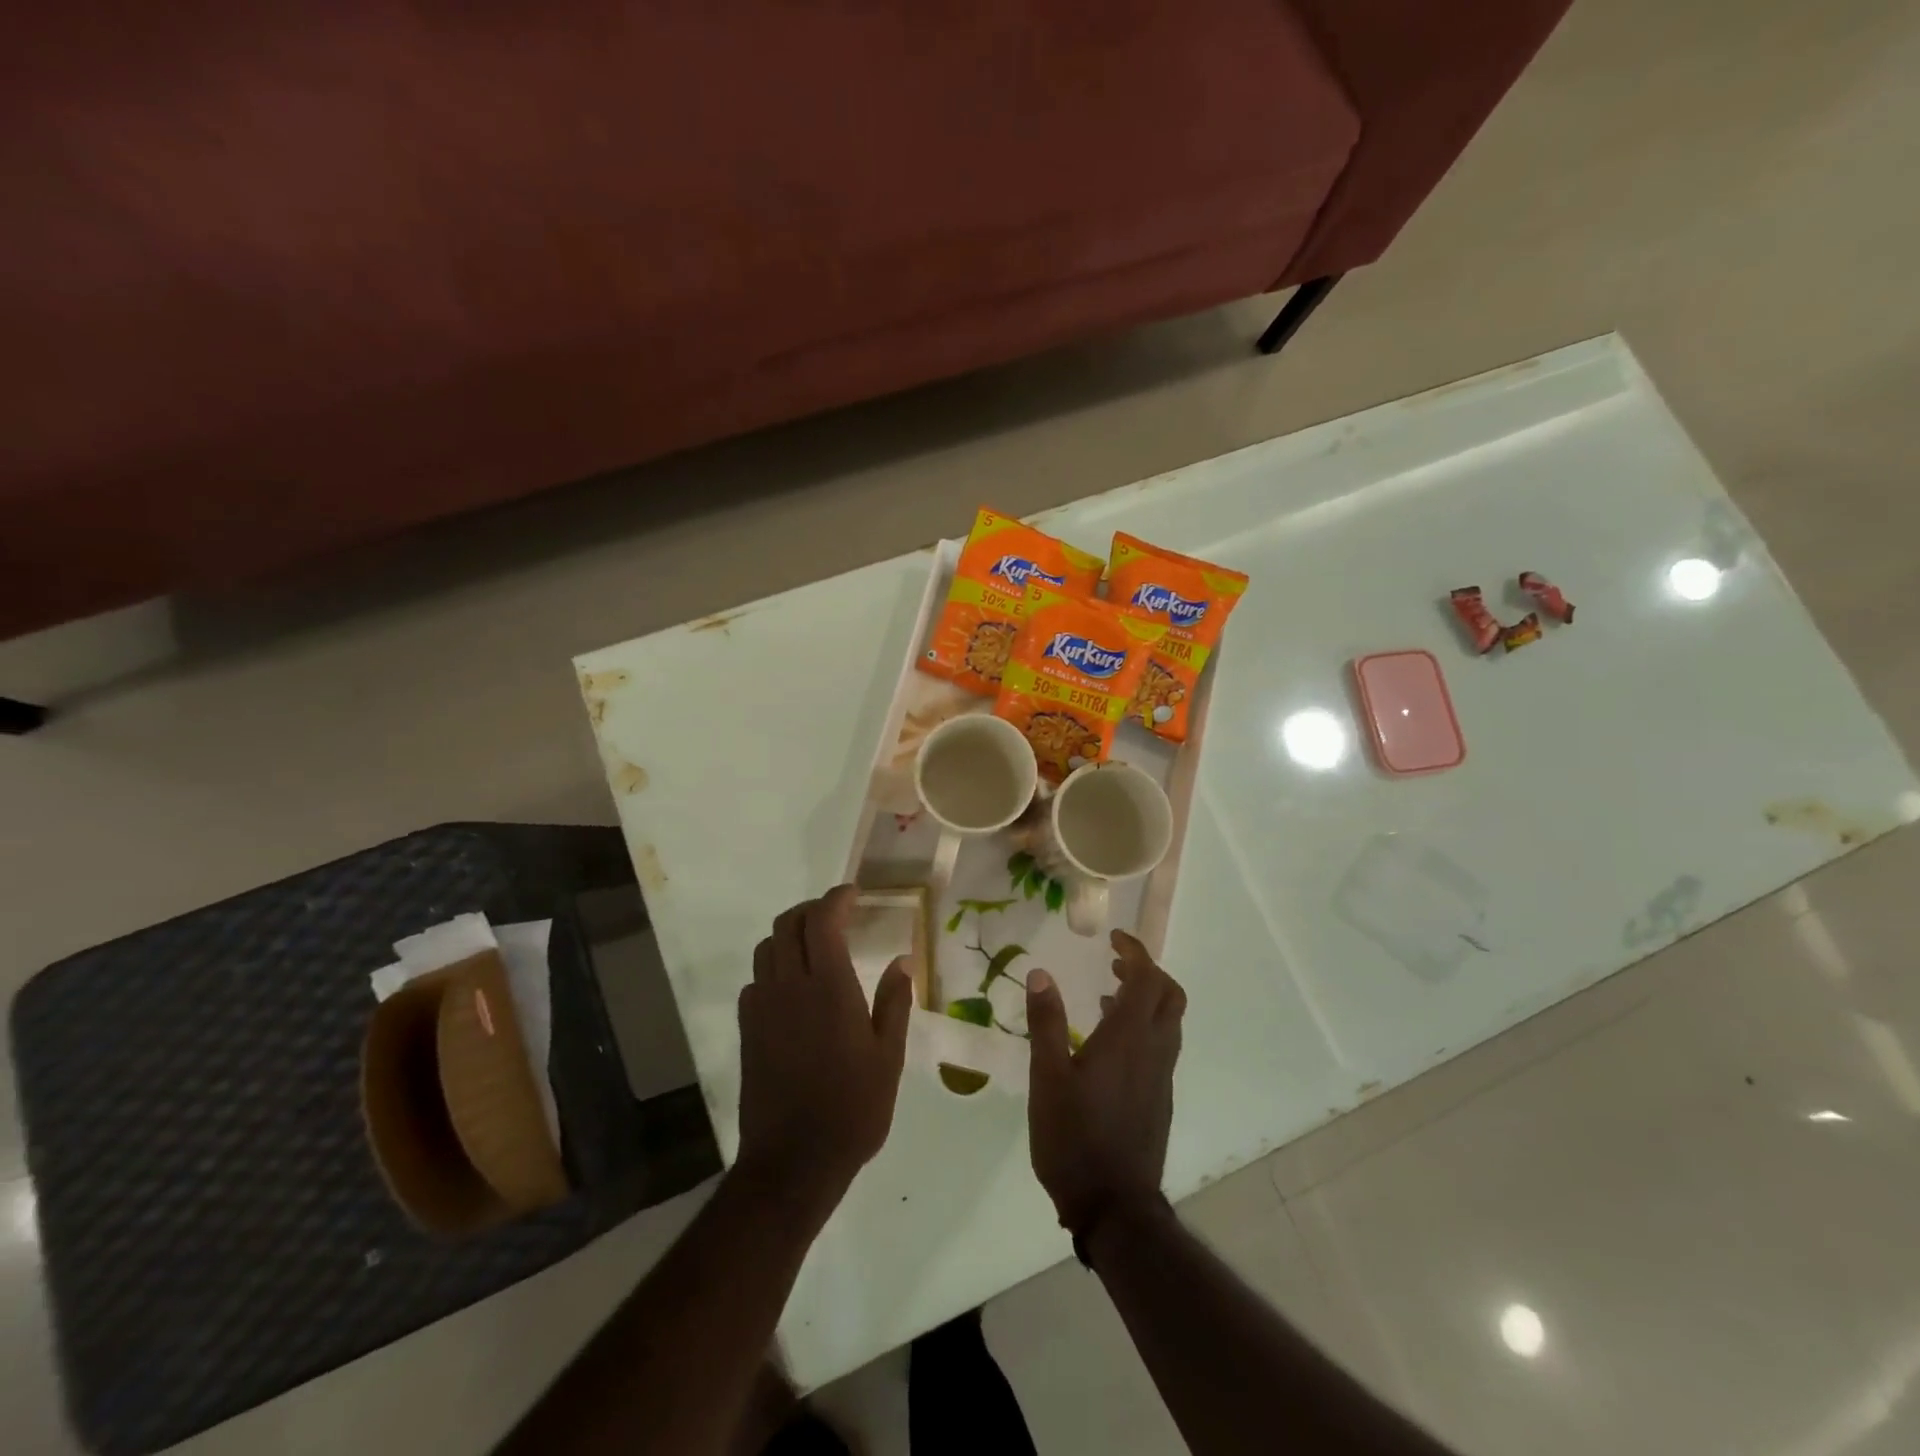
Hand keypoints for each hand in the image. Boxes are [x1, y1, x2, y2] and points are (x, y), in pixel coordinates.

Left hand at [736, 886, 913, 1206]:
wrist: (793, 1162)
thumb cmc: (852, 1108)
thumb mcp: (888, 1057)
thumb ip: (894, 1002)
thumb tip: (902, 960)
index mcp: (829, 989)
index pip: (822, 921)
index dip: (836, 898)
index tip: (854, 893)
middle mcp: (789, 987)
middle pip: (787, 924)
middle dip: (811, 909)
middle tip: (837, 914)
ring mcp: (763, 1008)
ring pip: (767, 948)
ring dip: (790, 933)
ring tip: (815, 943)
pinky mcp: (748, 1030)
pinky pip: (756, 979)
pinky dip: (774, 966)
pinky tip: (793, 986)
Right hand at [1025, 930, 1185, 1235]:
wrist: (1114, 1206)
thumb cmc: (1074, 1137)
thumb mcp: (1047, 1077)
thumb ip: (1046, 1022)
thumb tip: (1040, 973)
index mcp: (1129, 1038)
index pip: (1148, 978)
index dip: (1136, 952)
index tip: (1114, 938)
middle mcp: (1154, 1050)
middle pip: (1170, 996)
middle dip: (1148, 971)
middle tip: (1115, 963)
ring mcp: (1161, 1076)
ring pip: (1169, 1022)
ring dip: (1147, 998)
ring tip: (1107, 994)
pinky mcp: (1159, 1098)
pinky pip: (1162, 1045)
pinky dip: (1144, 1026)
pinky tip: (1108, 1042)